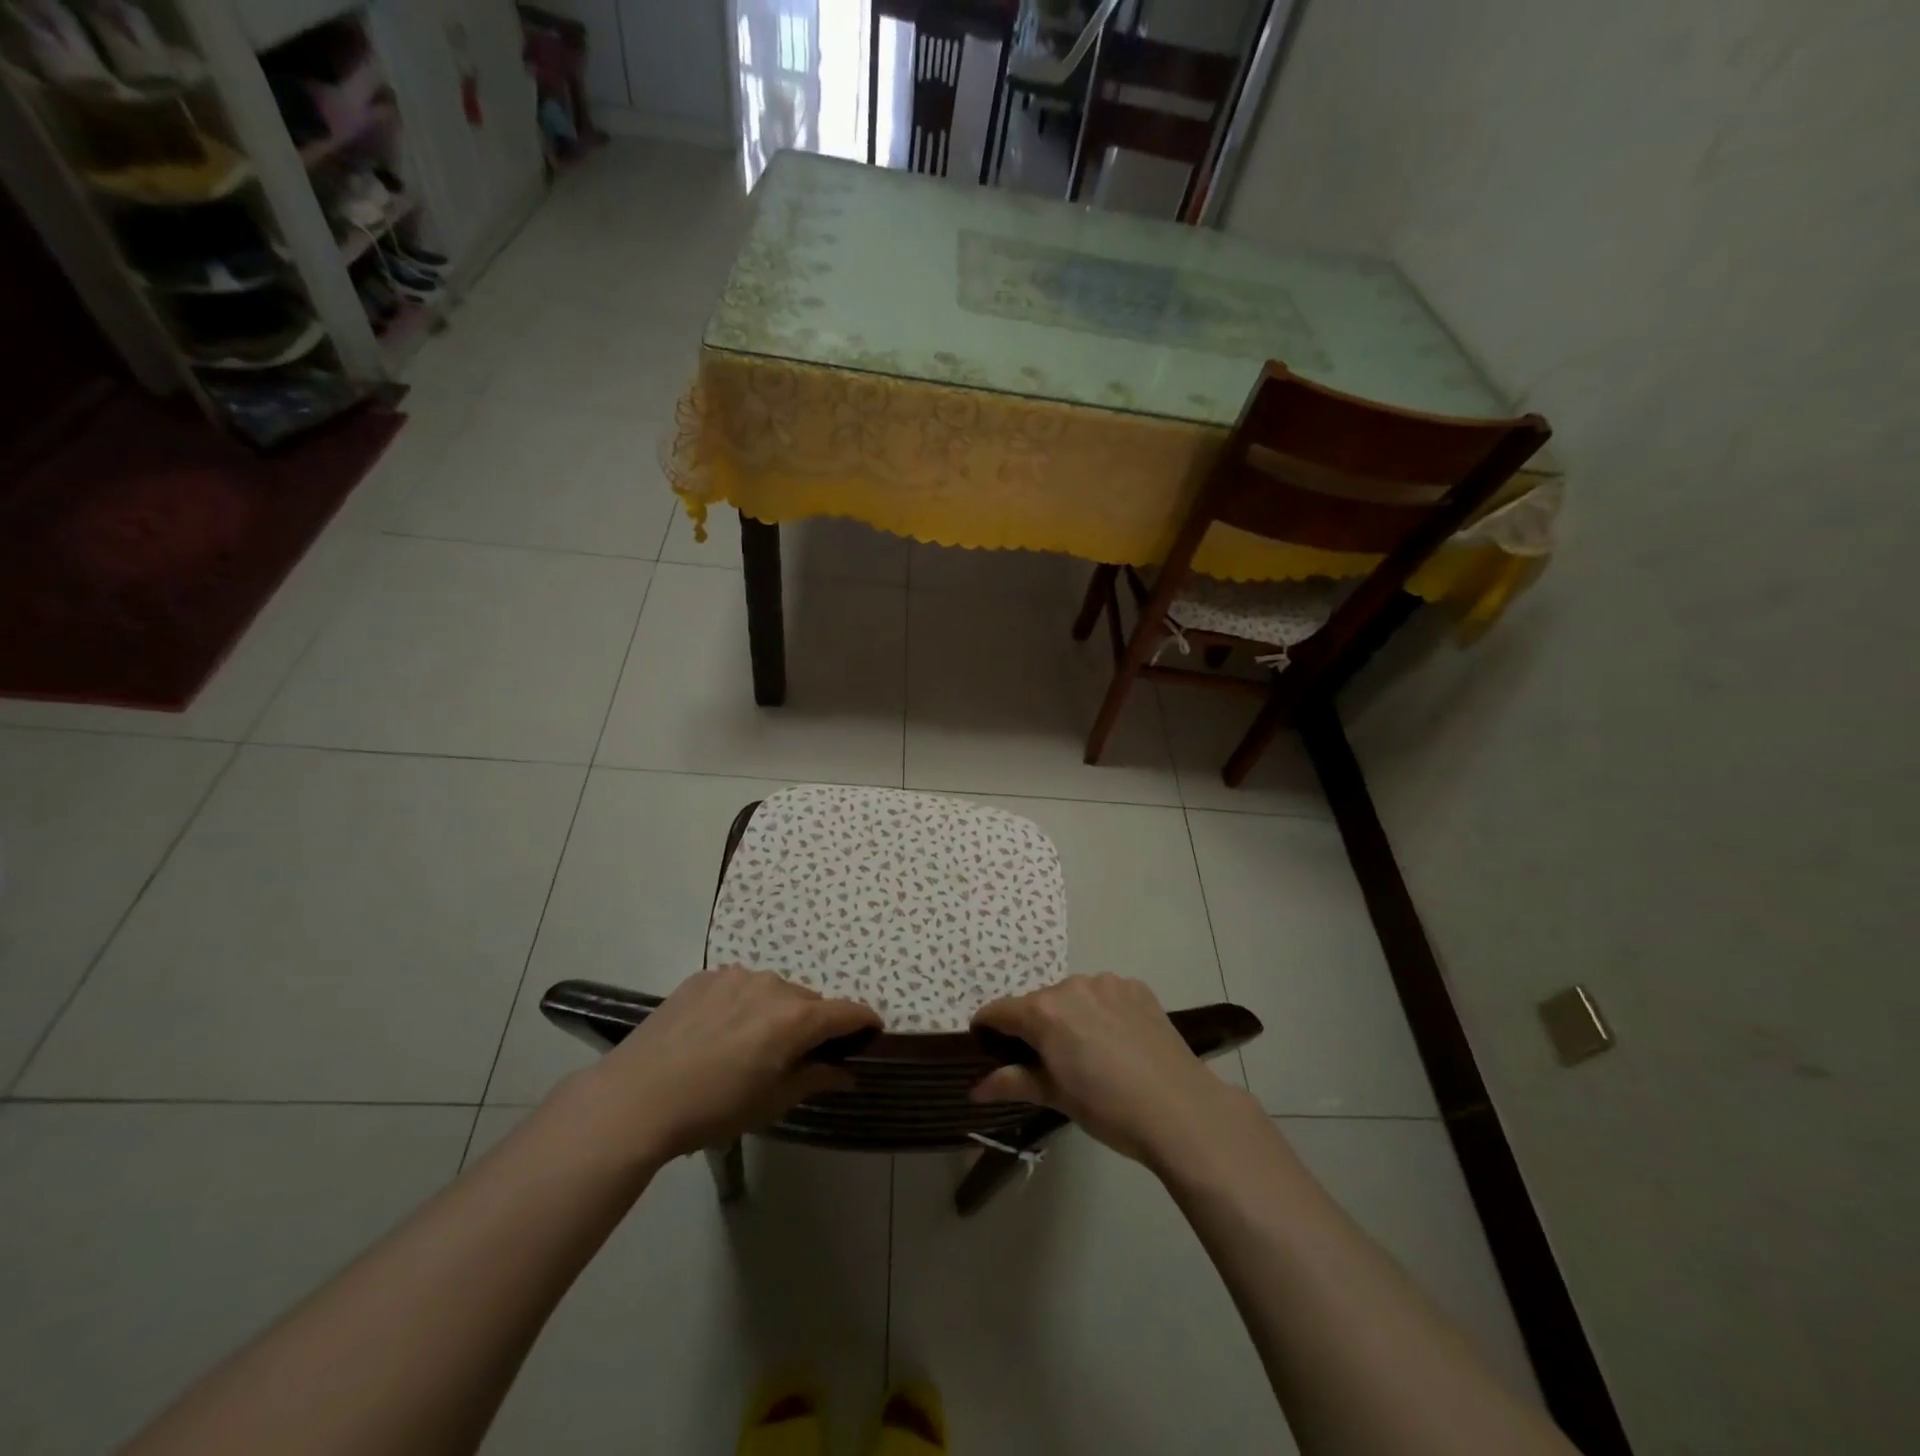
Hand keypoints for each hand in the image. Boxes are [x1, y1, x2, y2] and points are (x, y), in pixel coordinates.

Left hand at [586, 966, 879, 1161]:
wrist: (637, 1097)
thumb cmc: (714, 1108)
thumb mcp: (773, 1102)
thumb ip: (817, 1078)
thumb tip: (848, 1071)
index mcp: (796, 1018)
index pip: (848, 1012)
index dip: (865, 1022)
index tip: (870, 1034)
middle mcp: (774, 986)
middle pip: (809, 1002)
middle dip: (812, 1025)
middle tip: (796, 1057)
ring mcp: (736, 976)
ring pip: (774, 992)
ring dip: (775, 1012)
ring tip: (749, 1046)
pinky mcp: (705, 977)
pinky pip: (739, 987)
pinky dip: (742, 1005)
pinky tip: (718, 1034)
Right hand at [970, 974, 1263, 1171]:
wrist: (1180, 1109)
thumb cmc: (1108, 1109)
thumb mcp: (1056, 1097)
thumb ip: (1013, 1082)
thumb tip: (975, 1088)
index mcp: (1044, 1012)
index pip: (1000, 1011)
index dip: (988, 1026)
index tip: (985, 1042)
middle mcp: (1071, 986)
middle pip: (1039, 1003)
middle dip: (1035, 1026)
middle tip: (1047, 1061)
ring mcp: (1107, 983)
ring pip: (1074, 996)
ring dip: (1071, 1016)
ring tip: (1089, 1052)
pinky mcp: (1136, 987)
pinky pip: (1105, 994)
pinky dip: (1102, 1011)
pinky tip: (1118, 1040)